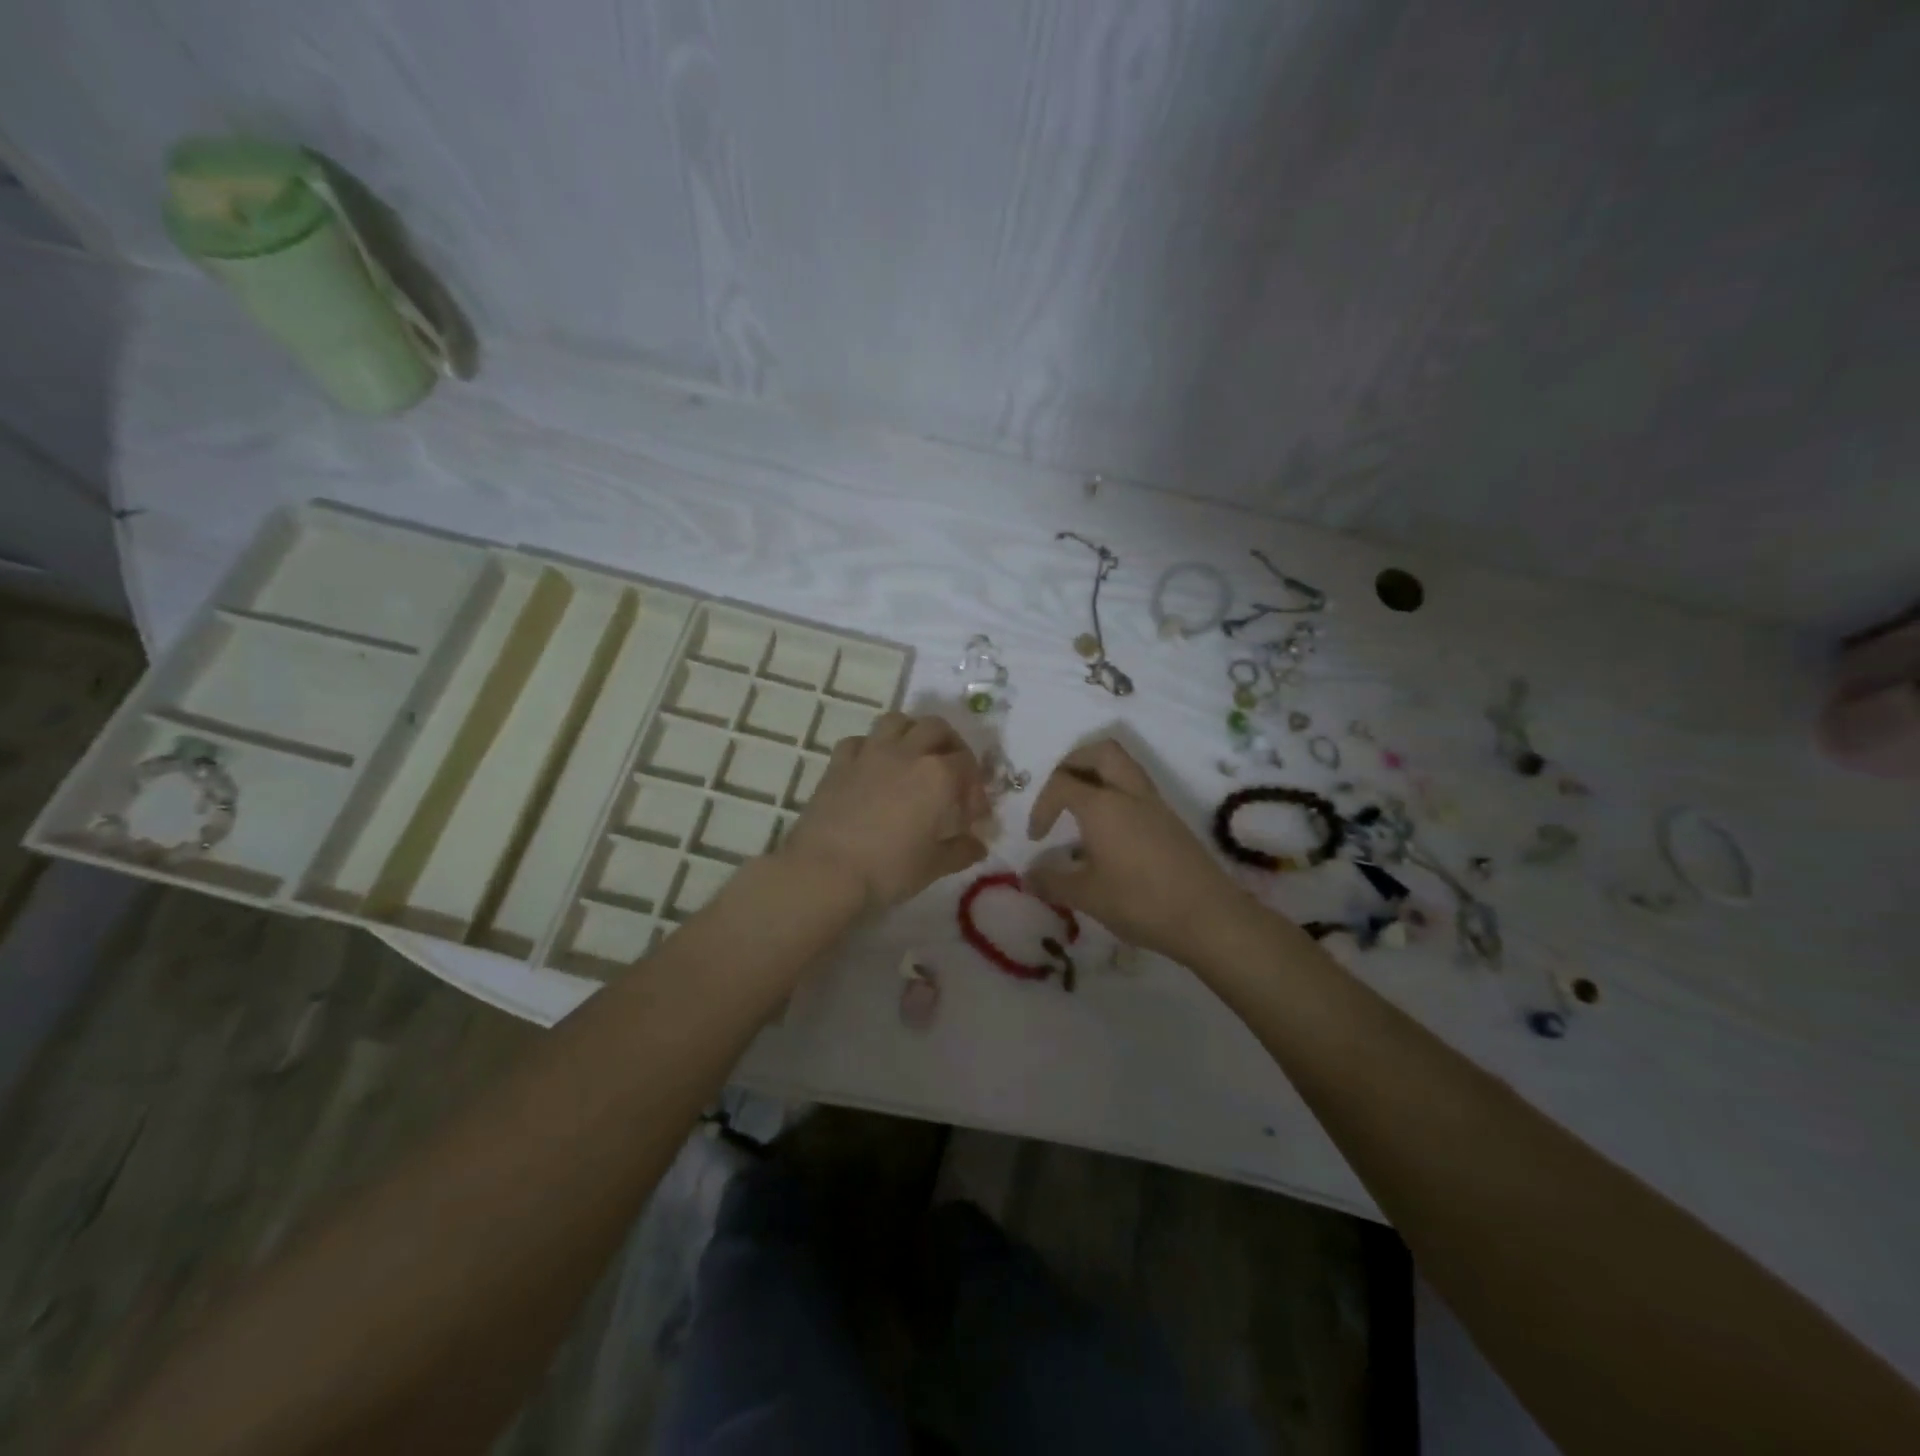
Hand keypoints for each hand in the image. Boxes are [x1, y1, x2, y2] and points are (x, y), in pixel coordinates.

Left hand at [779, 712, 989, 911]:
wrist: (825, 872)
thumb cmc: (888, 871)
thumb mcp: (933, 867)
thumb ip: (960, 851)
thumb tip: (977, 846)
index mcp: (938, 776)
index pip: (968, 764)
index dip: (975, 787)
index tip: (971, 815)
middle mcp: (907, 753)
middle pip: (937, 728)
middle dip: (949, 746)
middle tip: (950, 774)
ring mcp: (870, 753)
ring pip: (897, 721)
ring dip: (911, 733)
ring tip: (914, 758)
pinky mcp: (839, 763)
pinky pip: (860, 740)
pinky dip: (871, 747)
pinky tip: (873, 769)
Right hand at [1026, 739, 1241, 959]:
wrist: (1209, 918)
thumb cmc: (1140, 902)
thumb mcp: (1087, 897)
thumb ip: (1052, 882)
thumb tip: (1028, 876)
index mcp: (1102, 805)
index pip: (1061, 783)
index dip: (1041, 806)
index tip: (1037, 838)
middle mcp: (1129, 793)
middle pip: (1100, 752)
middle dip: (1073, 764)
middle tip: (1059, 794)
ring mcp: (1155, 804)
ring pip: (1123, 766)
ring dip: (1097, 776)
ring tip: (1082, 811)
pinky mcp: (1171, 820)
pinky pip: (1137, 789)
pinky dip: (1117, 795)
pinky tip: (1110, 834)